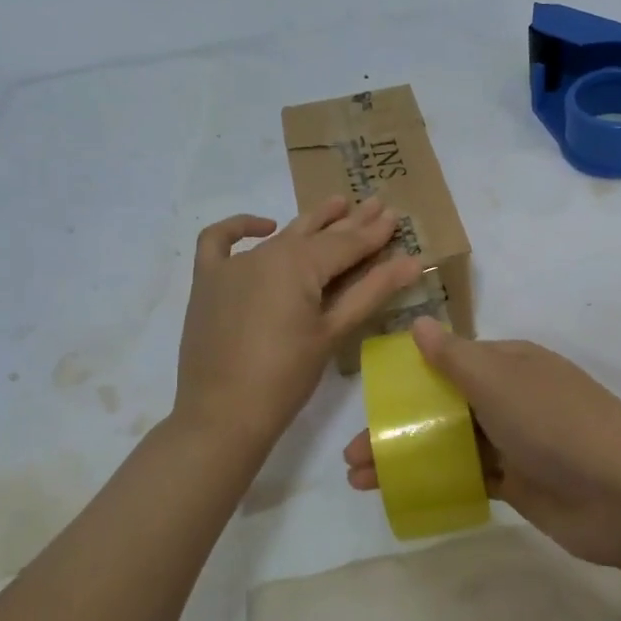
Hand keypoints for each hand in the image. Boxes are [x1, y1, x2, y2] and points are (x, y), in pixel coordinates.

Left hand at [175, 196, 422, 454]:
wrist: (221, 416)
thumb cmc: (286, 378)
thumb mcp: (333, 332)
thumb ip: (371, 291)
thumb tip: (413, 261)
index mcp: (298, 264)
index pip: (347, 243)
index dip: (374, 232)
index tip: (395, 215)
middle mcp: (266, 253)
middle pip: (316, 233)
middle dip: (349, 220)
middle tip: (377, 203)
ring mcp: (232, 265)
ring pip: (280, 237)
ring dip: (310, 222)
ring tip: (337, 204)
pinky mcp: (208, 282)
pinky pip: (218, 242)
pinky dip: (240, 228)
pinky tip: (264, 226)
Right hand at [343, 317, 620, 568]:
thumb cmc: (556, 424)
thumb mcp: (500, 382)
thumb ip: (455, 358)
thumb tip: (420, 322)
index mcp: (511, 363)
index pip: (451, 361)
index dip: (409, 378)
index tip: (372, 399)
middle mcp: (512, 397)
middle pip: (444, 406)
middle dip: (400, 425)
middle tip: (354, 453)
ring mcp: (517, 441)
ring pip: (451, 443)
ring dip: (409, 456)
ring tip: (361, 479)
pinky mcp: (520, 482)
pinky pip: (470, 476)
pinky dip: (438, 481)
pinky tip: (404, 494)